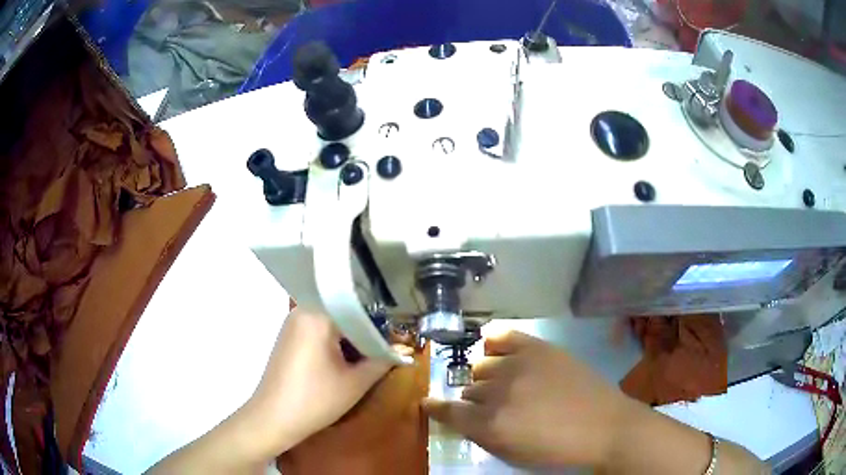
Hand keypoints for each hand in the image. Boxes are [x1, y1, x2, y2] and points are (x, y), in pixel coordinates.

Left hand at [243, 308, 406, 456]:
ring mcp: (293, 323)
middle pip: (345, 314)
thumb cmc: (315, 400)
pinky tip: (344, 362)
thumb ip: (383, 361)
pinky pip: (318, 331)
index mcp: (319, 314)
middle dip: (366, 333)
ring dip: (351, 339)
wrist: (273, 418)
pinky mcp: (288, 336)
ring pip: (332, 323)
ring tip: (368, 357)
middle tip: (386, 350)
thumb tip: (404, 350)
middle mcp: (303, 310)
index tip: (398, 341)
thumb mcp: (356, 382)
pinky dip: (334, 343)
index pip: (361, 310)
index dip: (383, 326)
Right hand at [423, 331, 634, 468]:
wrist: (603, 426)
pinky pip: (501, 336)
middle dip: (474, 400)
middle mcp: (497, 392)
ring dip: (487, 377)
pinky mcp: (538, 348)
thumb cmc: (557, 450)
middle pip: (467, 389)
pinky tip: (496, 349)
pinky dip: (494, 342)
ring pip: (482, 365)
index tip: (429, 403)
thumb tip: (459, 417)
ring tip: (505, 383)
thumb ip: (480, 435)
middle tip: (493, 407)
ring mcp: (518, 365)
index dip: (436, 408)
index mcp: (490, 425)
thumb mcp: (512, 454)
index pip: (448, 411)